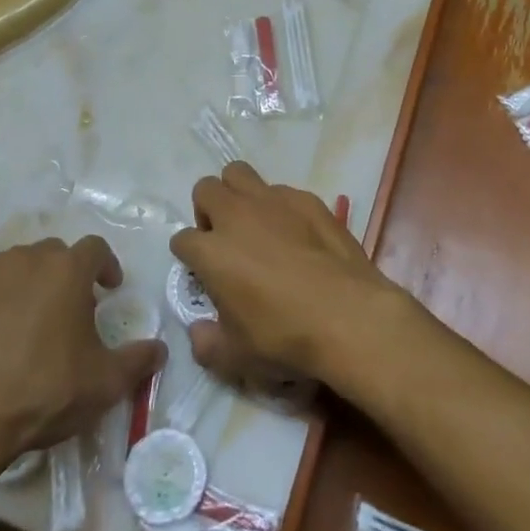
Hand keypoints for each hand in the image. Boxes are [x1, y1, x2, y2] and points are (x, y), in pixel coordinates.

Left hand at [0, 236, 164, 518]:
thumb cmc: (41, 393)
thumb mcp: (104, 384)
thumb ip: (138, 360)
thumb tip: (160, 348)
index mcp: (67, 270)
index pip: (96, 249)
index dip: (106, 266)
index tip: (109, 288)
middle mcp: (24, 260)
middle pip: (52, 254)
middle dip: (64, 275)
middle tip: (67, 310)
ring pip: (10, 269)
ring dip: (22, 287)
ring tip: (23, 326)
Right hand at [173, 163, 401, 387]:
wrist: (347, 316)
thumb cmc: (284, 337)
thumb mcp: (236, 357)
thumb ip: (207, 343)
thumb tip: (199, 331)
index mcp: (211, 251)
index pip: (182, 240)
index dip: (189, 257)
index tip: (203, 273)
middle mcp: (236, 216)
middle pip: (205, 189)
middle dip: (207, 210)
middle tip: (224, 239)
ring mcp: (273, 201)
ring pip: (239, 174)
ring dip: (238, 194)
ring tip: (254, 224)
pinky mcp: (307, 199)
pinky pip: (281, 191)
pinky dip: (278, 206)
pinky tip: (296, 233)